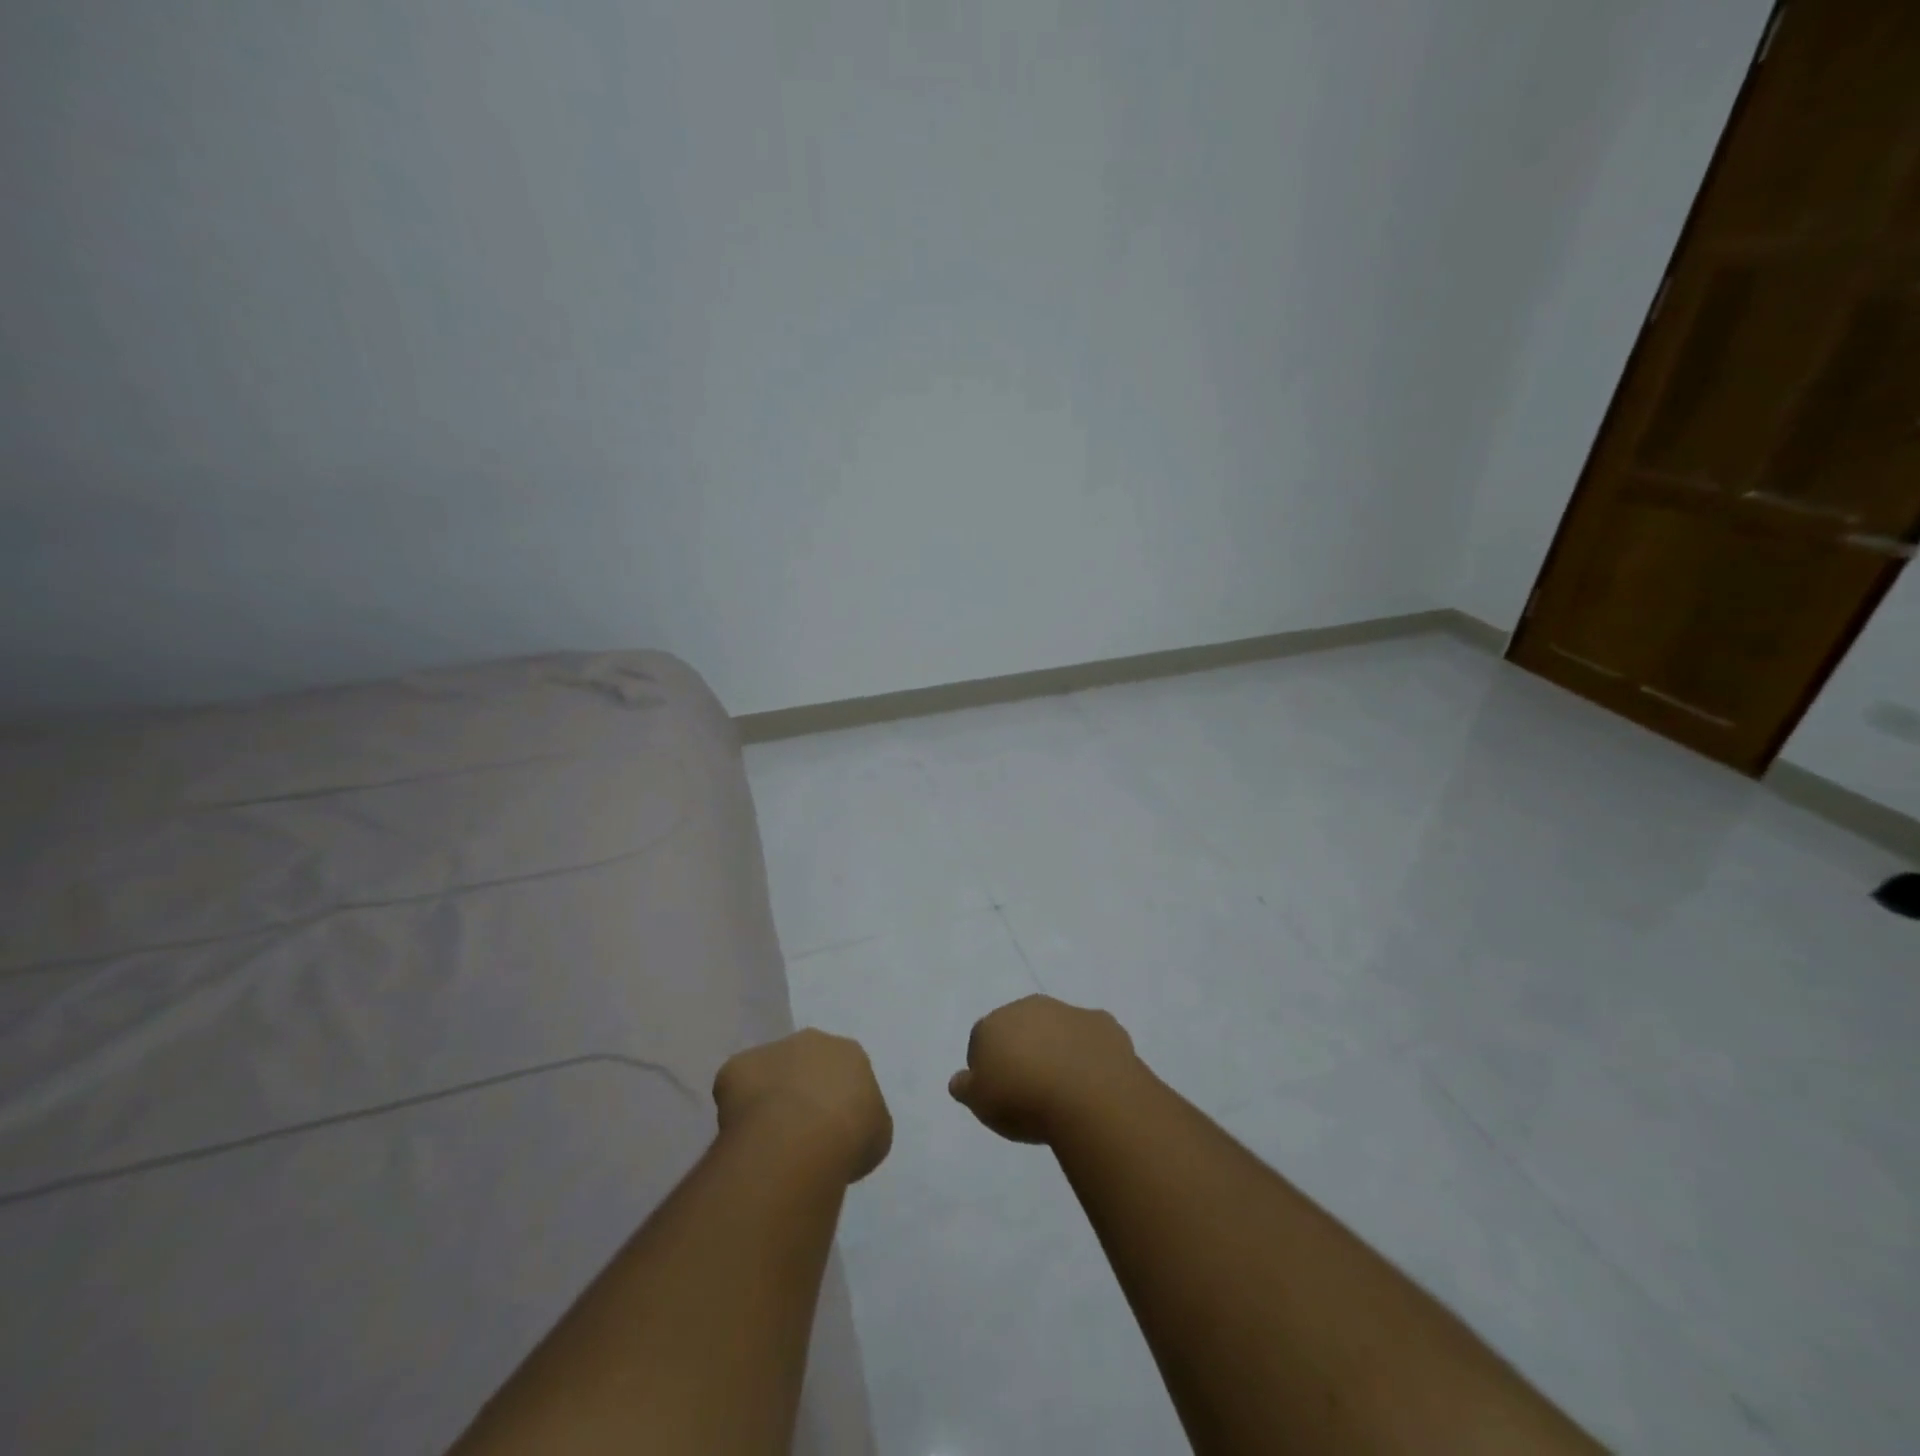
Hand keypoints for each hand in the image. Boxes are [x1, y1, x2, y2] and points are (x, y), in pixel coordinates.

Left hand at [714, 1029, 893, 1183]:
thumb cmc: (849, 1135)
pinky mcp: (737, 1067)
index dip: (836, 1100)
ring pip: (769, 1073)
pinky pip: (737, 1086)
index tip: (831, 1129)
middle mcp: (812, 1041)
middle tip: (799, 1130)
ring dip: (769, 1096)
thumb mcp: (876, 1134)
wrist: (800, 1138)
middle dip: (801, 1090)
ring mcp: (772, 1050)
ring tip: (769, 1137)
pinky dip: (738, 1107)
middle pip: (804, 1064)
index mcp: (849, 1053)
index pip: (843, 1070)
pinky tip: (745, 1133)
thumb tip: (847, 1127)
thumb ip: (864, 1121)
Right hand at [949, 995, 1147, 1143]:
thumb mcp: (981, 1103)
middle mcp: (1030, 1008)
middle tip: (1030, 1089)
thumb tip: (959, 1079)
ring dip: (1058, 1049)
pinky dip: (1090, 1053)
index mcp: (996, 1023)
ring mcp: (1069, 1012)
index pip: (982, 1039)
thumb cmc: (1024, 1100)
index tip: (998, 1092)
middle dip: (1023, 1050)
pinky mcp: (1103, 1023)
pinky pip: (1091, 1038)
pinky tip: (1094, 1081)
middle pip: (1020, 1027)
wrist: (1089, 1096)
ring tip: (1065, 1089)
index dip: (987, 1066)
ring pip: (1057, 1029)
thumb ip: (966, 1087)